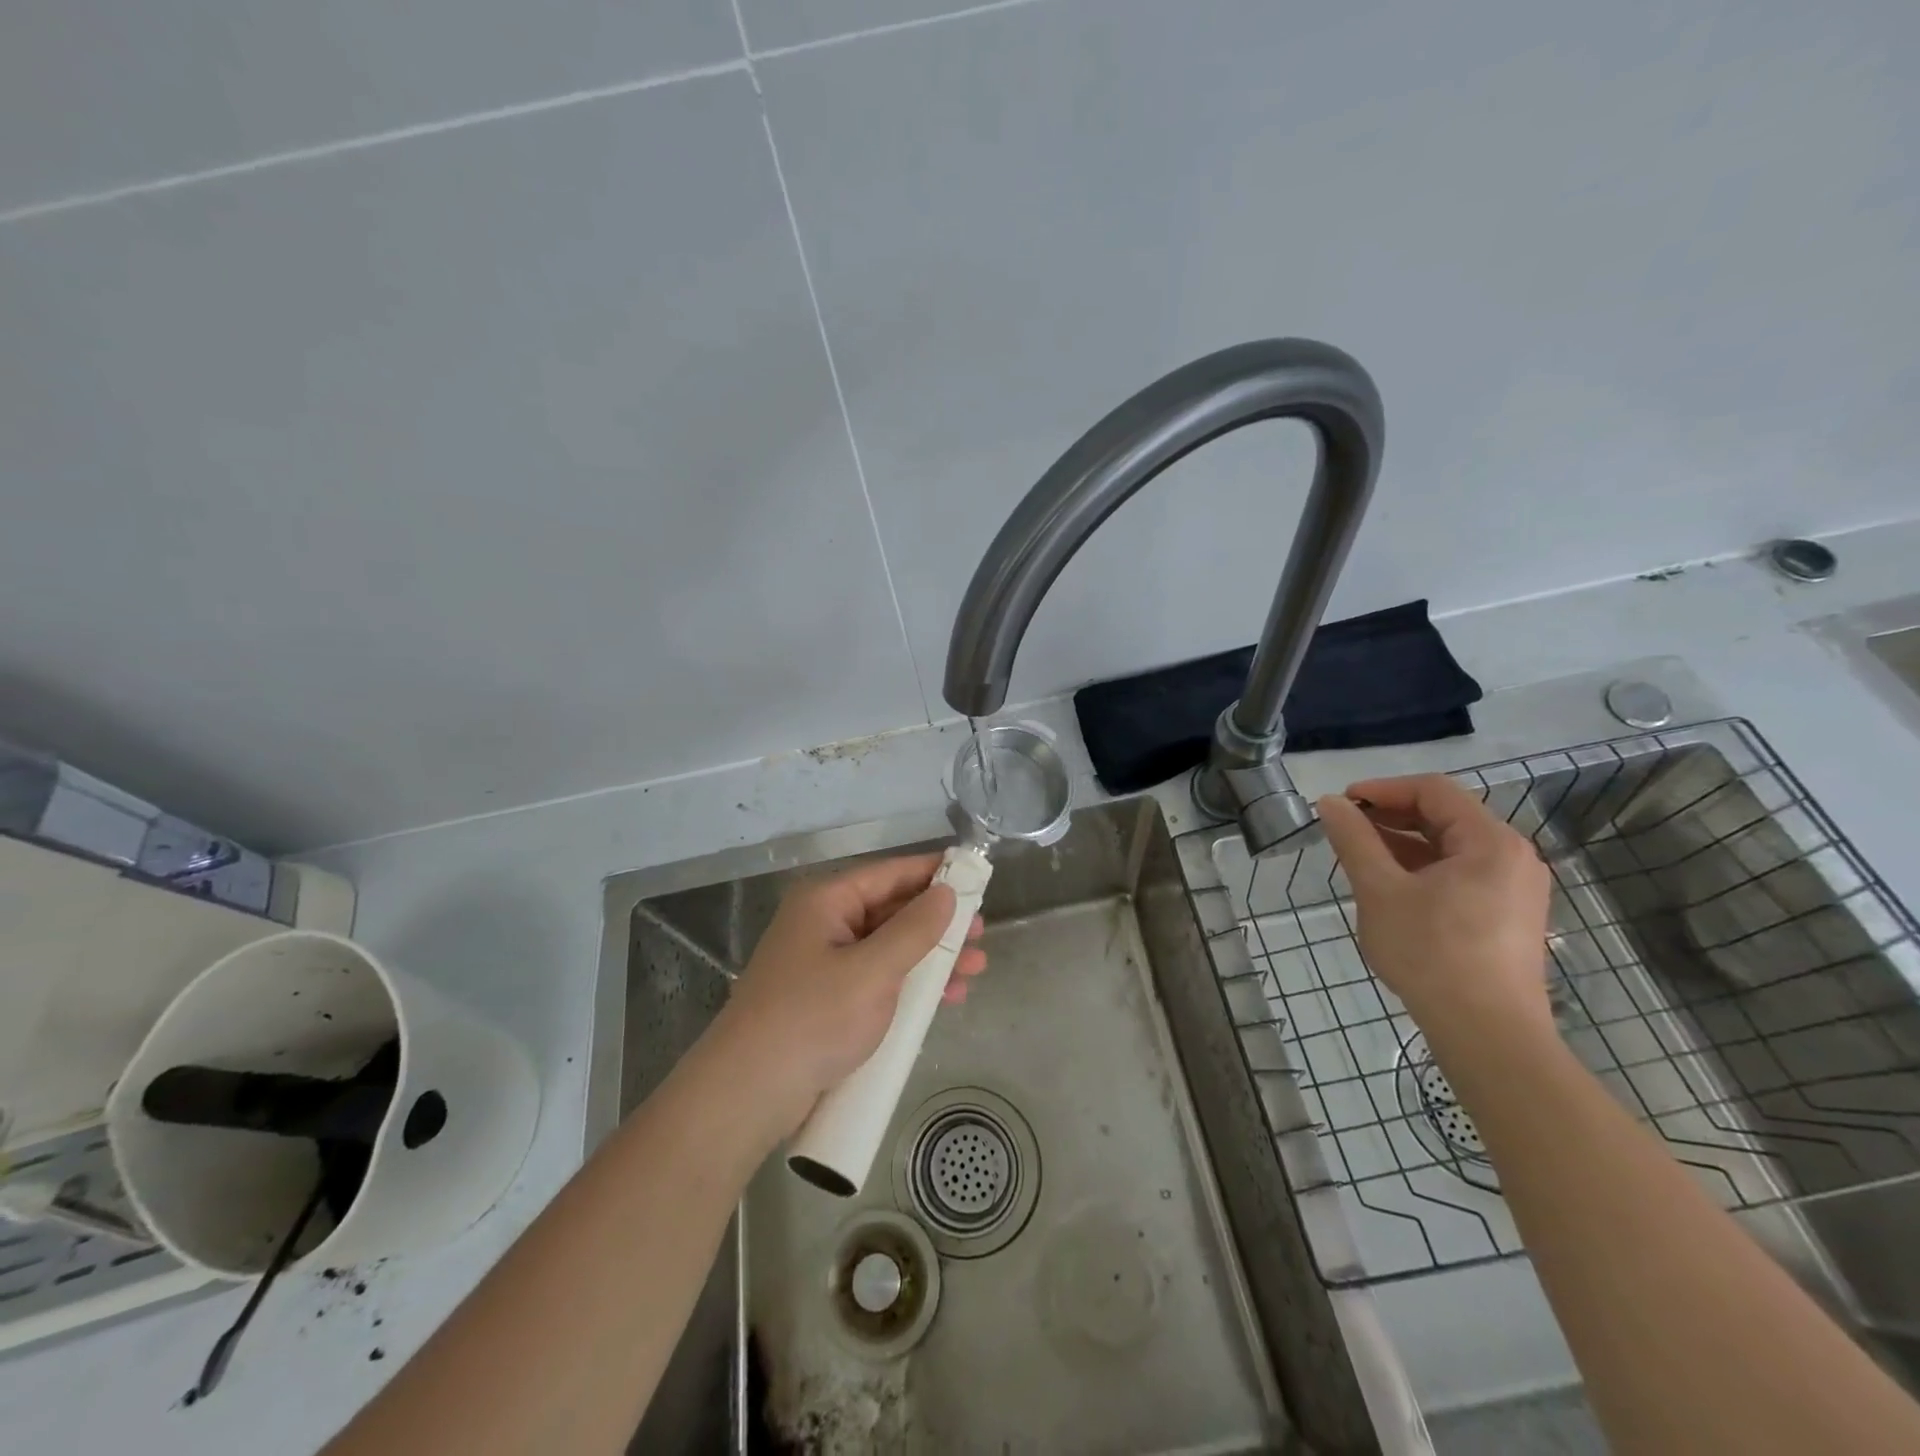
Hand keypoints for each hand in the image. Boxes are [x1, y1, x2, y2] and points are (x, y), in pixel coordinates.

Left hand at [711, 853, 986, 1134]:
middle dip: (938, 924)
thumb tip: (947, 893)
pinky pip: (878, 978)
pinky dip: (910, 984)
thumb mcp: (872, 971)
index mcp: (826, 901)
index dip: (933, 873)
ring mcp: (824, 964)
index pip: (889, 873)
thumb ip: (914, 930)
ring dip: (931, 957)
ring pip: (888, 948)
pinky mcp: (827, 1000)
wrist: (748, 1093)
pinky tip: (944, 998)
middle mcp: (824, 924)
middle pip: (891, 911)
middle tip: (980, 935)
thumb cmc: (812, 1019)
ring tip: (975, 969)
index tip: (975, 875)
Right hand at [1316, 775, 1553, 1047]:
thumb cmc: (1431, 953)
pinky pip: (1462, 874)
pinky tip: (1392, 888)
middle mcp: (1513, 857)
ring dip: (1404, 844)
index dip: (1382, 789)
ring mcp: (1516, 889)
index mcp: (1490, 841)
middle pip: (1445, 816)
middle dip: (1391, 816)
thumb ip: (1354, 840)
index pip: (1432, 790)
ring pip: (1452, 847)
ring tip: (1361, 858)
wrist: (1487, 1034)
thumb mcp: (1380, 890)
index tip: (1341, 804)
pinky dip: (1424, 869)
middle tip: (1346, 830)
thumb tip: (1330, 803)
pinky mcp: (1510, 916)